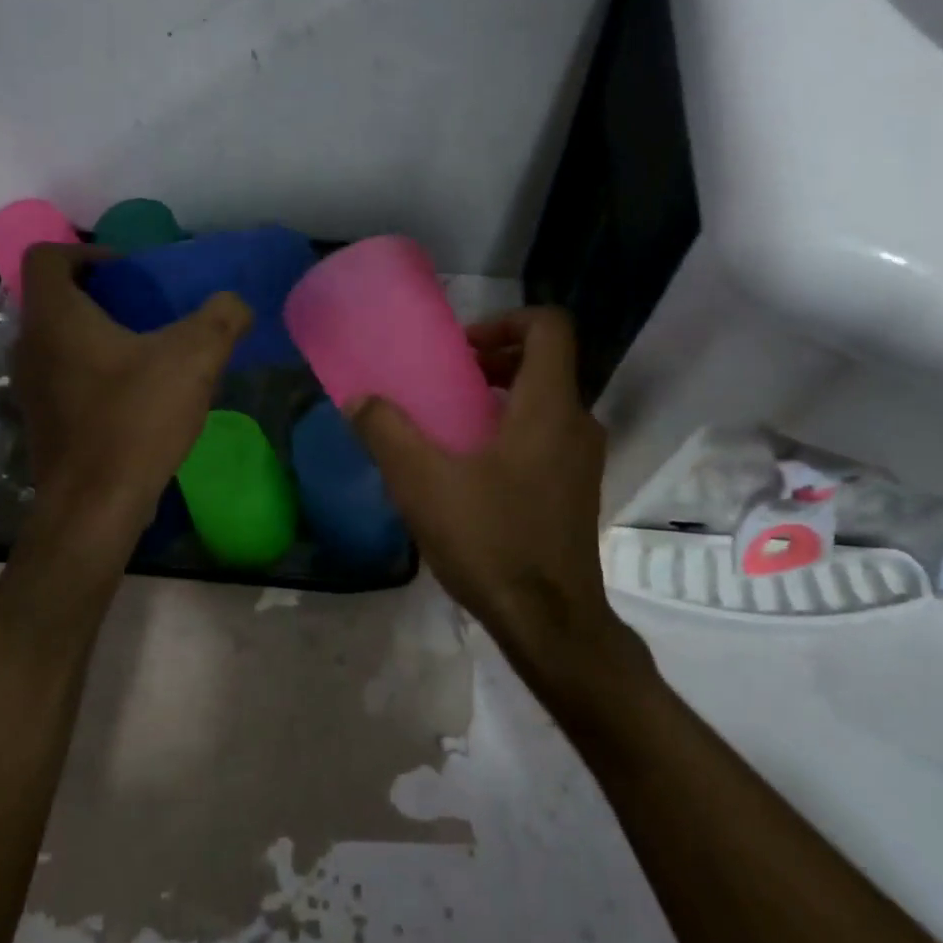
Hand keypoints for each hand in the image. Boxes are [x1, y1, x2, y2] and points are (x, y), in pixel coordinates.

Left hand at [13, 244, 249, 547]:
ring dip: (94, 333)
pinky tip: (133, 394)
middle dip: (97, 294)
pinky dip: (90, 369)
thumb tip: (235, 304)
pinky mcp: (41, 421)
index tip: (128, 271)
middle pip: (52, 298)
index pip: (48, 257)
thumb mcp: (193, 359)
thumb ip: (221, 319)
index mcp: (56, 318)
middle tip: (143, 306)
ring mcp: (30, 387)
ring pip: (57, 339)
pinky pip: (62, 375)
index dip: (87, 252)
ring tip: (144, 349)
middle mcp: (30, 346)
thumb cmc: (135, 420)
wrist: (95, 506)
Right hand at [349, 307, 625, 674]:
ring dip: (503, 396)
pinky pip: (549, 436)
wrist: (550, 623)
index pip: (549, 327)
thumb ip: (386, 432)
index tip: (463, 348)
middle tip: (450, 378)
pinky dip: (514, 429)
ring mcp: (583, 460)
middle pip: (546, 362)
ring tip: (454, 422)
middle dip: (496, 358)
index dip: (506, 320)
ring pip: (547, 401)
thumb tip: (359, 399)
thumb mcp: (423, 483)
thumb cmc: (491, 541)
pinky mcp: (577, 491)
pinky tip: (473, 469)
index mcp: (548, 406)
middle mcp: (577, 423)